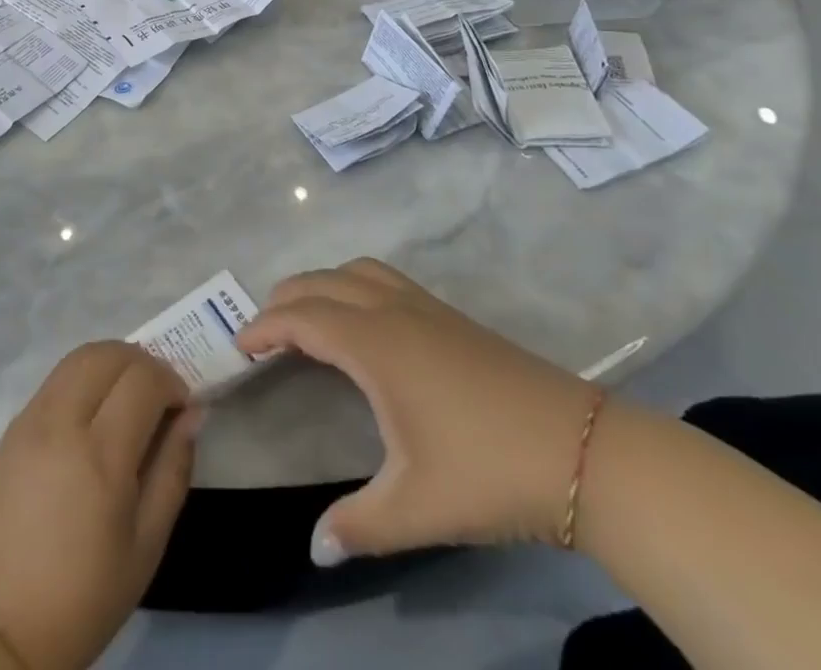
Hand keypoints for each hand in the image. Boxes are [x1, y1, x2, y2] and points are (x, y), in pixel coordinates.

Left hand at [0, 342, 198, 669]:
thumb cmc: (82, 595)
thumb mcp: (146, 546)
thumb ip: (173, 470)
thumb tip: (192, 414)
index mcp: (100, 455)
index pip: (143, 379)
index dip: (171, 381)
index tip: (182, 406)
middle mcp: (63, 421)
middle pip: (109, 353)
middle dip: (144, 362)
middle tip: (159, 394)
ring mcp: (32, 417)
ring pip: (80, 355)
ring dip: (113, 361)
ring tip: (129, 396)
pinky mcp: (14, 424)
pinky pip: (57, 377)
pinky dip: (85, 375)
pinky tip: (95, 410)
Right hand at [236, 258, 594, 564]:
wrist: (582, 450)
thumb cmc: (489, 471)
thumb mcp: (417, 508)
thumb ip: (358, 526)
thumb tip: (314, 549)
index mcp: (374, 343)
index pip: (301, 318)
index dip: (264, 327)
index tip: (239, 346)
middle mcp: (392, 310)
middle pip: (321, 282)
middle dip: (284, 299)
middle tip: (263, 333)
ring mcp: (424, 306)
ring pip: (355, 270)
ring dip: (321, 284)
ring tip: (306, 316)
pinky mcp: (449, 313)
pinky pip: (382, 278)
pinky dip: (352, 284)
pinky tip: (363, 322)